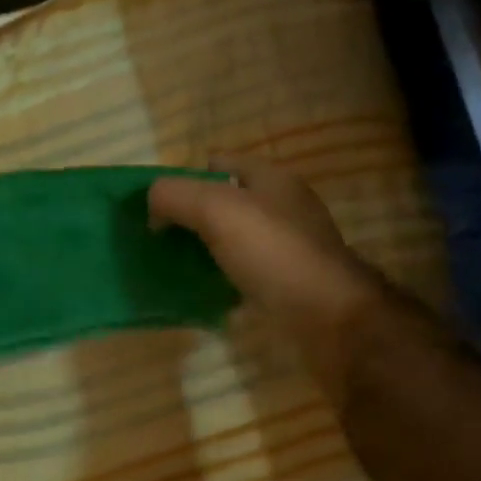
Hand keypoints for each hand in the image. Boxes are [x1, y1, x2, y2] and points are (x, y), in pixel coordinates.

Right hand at [149, 157, 384, 344]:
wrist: (327, 316)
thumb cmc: (273, 253)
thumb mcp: (215, 209)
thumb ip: (175, 196)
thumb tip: (153, 208)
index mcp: (271, 180)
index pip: (220, 164)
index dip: (187, 178)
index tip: (160, 206)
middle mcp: (282, 208)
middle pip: (224, 202)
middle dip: (191, 216)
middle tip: (161, 237)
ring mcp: (286, 247)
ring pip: (232, 240)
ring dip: (204, 250)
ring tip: (174, 266)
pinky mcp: (285, 283)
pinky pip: (243, 272)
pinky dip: (221, 279)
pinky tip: (203, 292)